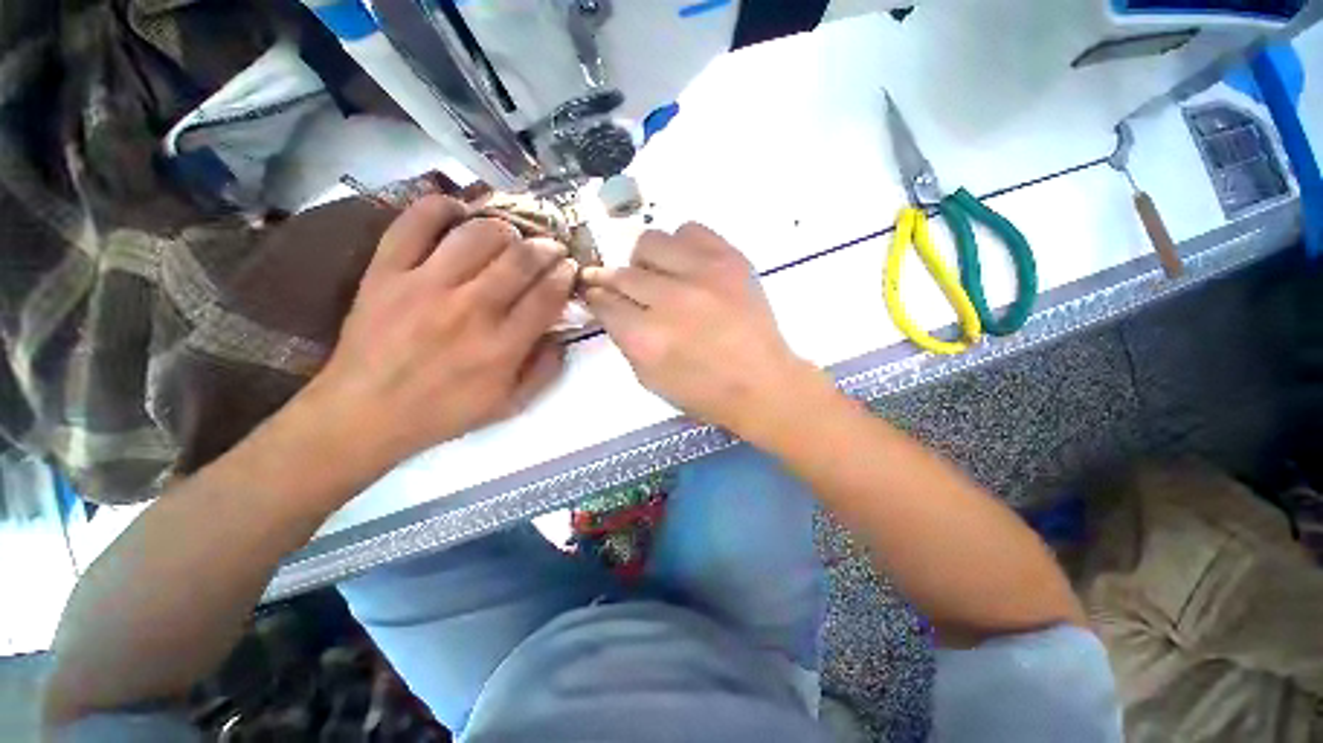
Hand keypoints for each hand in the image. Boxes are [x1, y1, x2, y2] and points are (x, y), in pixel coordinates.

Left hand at [290, 195, 576, 476]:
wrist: (365, 412)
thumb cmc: (445, 411)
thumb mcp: (510, 404)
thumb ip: (545, 371)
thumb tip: (561, 336)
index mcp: (503, 346)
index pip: (548, 295)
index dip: (565, 275)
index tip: (570, 268)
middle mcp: (470, 309)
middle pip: (520, 259)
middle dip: (546, 247)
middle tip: (550, 248)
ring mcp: (425, 285)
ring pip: (478, 234)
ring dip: (505, 228)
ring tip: (510, 236)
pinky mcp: (387, 272)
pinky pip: (415, 223)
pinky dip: (441, 207)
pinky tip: (459, 212)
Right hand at [582, 223, 824, 436]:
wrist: (762, 383)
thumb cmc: (703, 392)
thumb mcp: (649, 378)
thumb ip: (625, 338)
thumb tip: (611, 304)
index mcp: (646, 338)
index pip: (603, 301)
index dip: (597, 297)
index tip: (598, 295)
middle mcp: (670, 300)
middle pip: (622, 273)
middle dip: (617, 283)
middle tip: (632, 294)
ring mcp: (702, 275)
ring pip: (650, 242)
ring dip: (647, 261)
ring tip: (662, 278)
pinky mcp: (730, 259)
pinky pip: (689, 230)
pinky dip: (681, 246)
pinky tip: (688, 267)